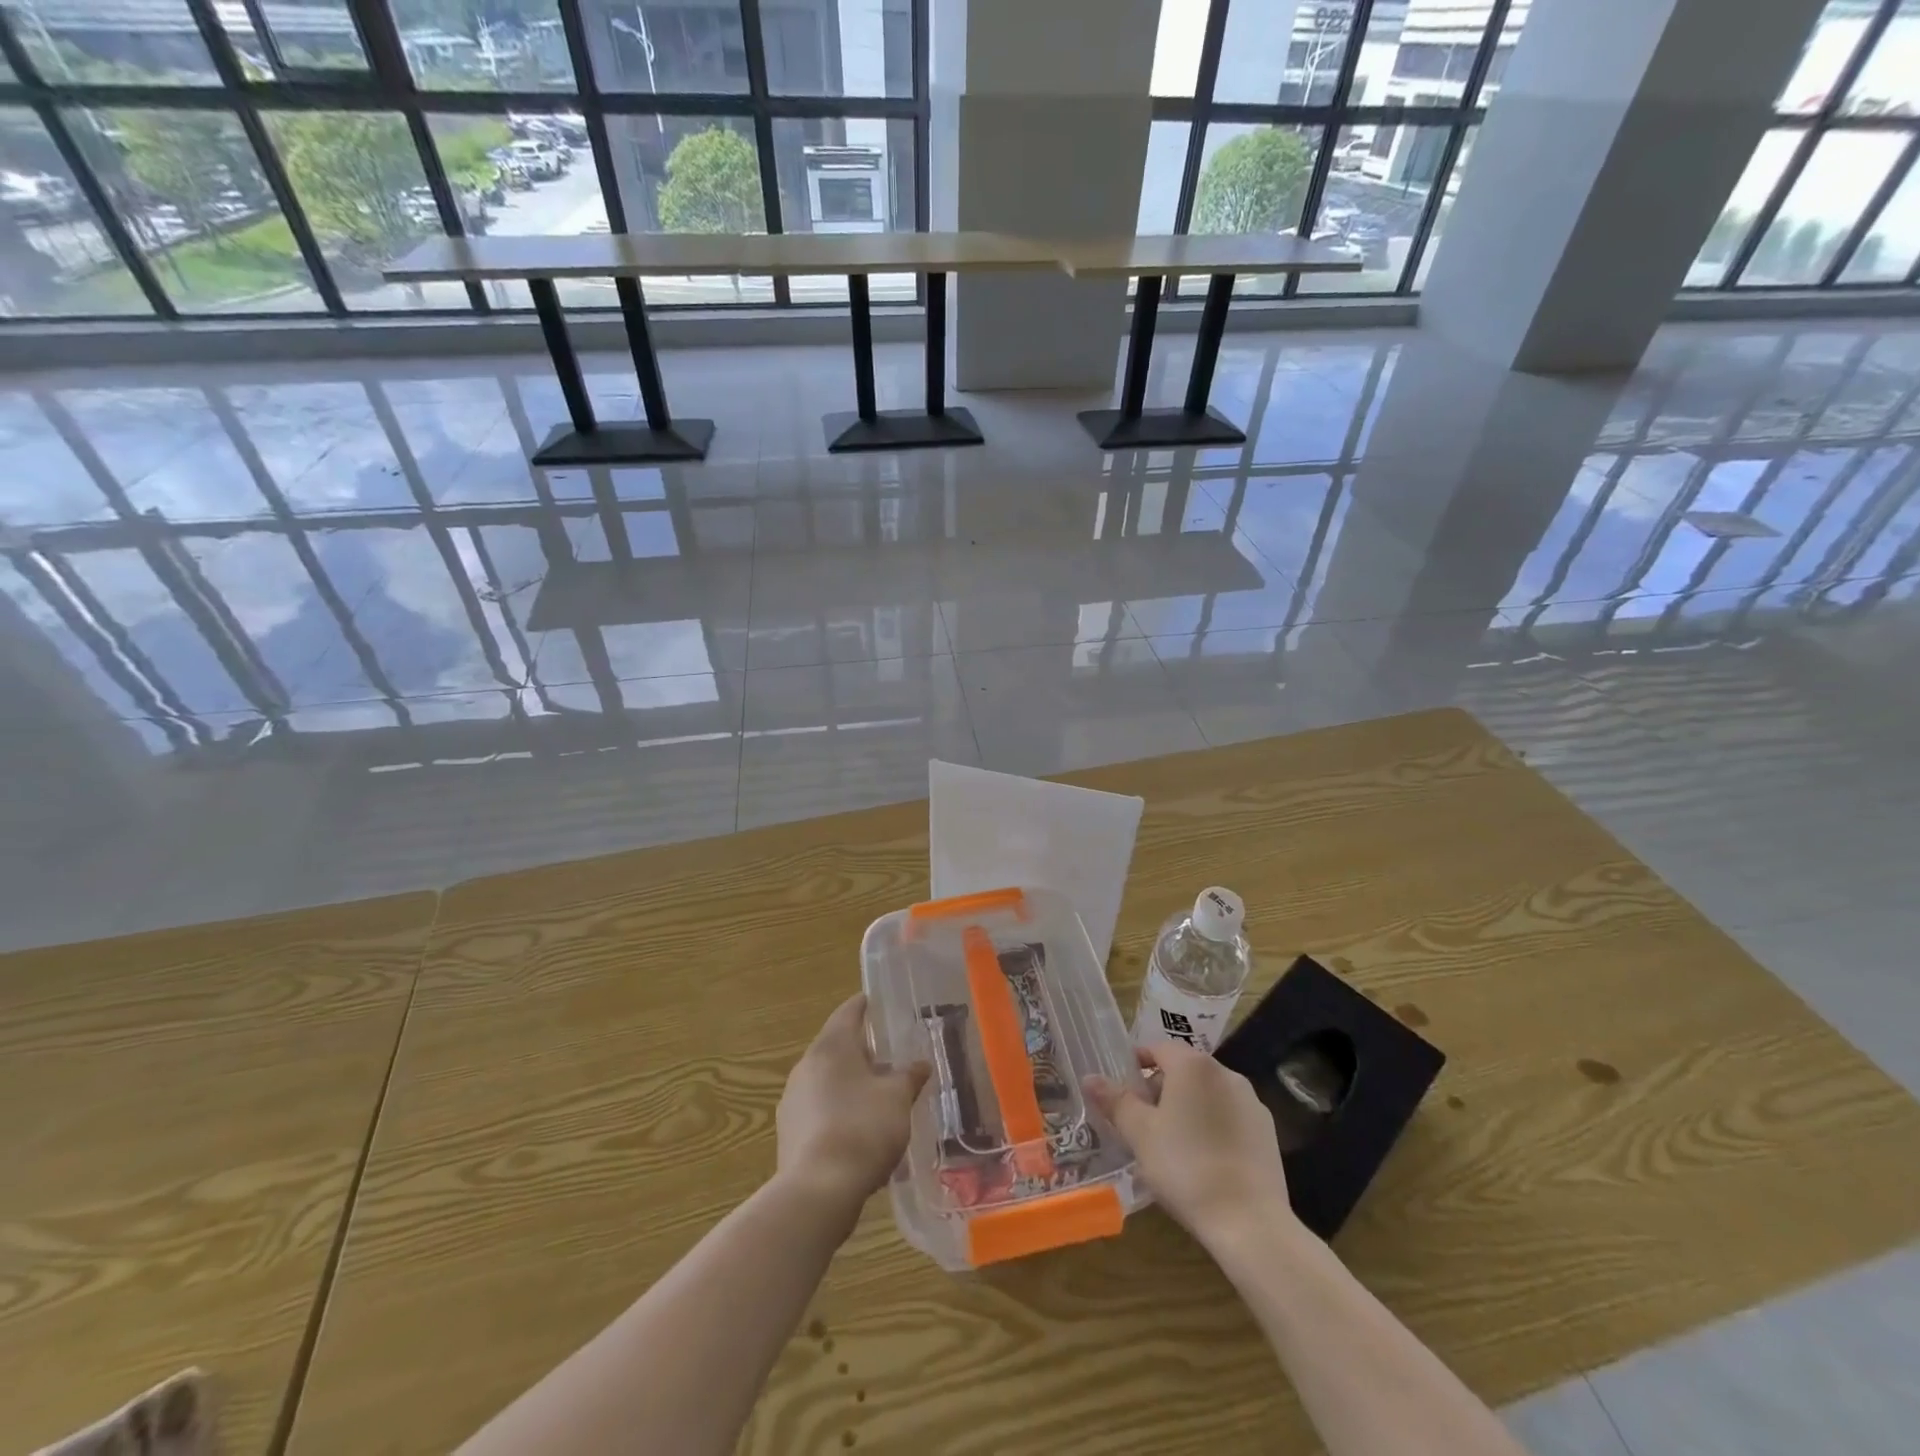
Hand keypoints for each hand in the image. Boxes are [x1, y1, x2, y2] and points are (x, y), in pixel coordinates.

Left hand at [776, 994, 929, 1214]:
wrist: (818, 1191)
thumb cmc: (863, 1128)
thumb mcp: (898, 1098)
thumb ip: (909, 1077)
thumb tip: (920, 1065)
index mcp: (831, 1046)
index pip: (848, 1012)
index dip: (865, 1006)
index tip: (878, 1003)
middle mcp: (806, 1066)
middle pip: (836, 1047)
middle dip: (862, 1052)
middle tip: (890, 1058)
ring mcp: (793, 1100)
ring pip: (827, 1081)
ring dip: (850, 1085)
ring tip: (879, 1099)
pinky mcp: (789, 1133)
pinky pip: (819, 1110)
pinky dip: (839, 1112)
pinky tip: (859, 1133)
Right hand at [1085, 1043, 1295, 1248]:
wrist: (1249, 1222)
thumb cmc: (1185, 1167)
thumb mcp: (1140, 1133)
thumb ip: (1115, 1101)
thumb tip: (1089, 1078)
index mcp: (1193, 1065)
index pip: (1157, 1049)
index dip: (1136, 1066)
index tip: (1123, 1093)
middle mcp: (1225, 1073)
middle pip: (1184, 1070)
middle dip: (1160, 1089)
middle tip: (1142, 1123)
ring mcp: (1251, 1102)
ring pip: (1208, 1094)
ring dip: (1187, 1108)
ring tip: (1171, 1144)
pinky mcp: (1267, 1132)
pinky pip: (1229, 1117)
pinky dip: (1212, 1126)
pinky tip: (1203, 1160)